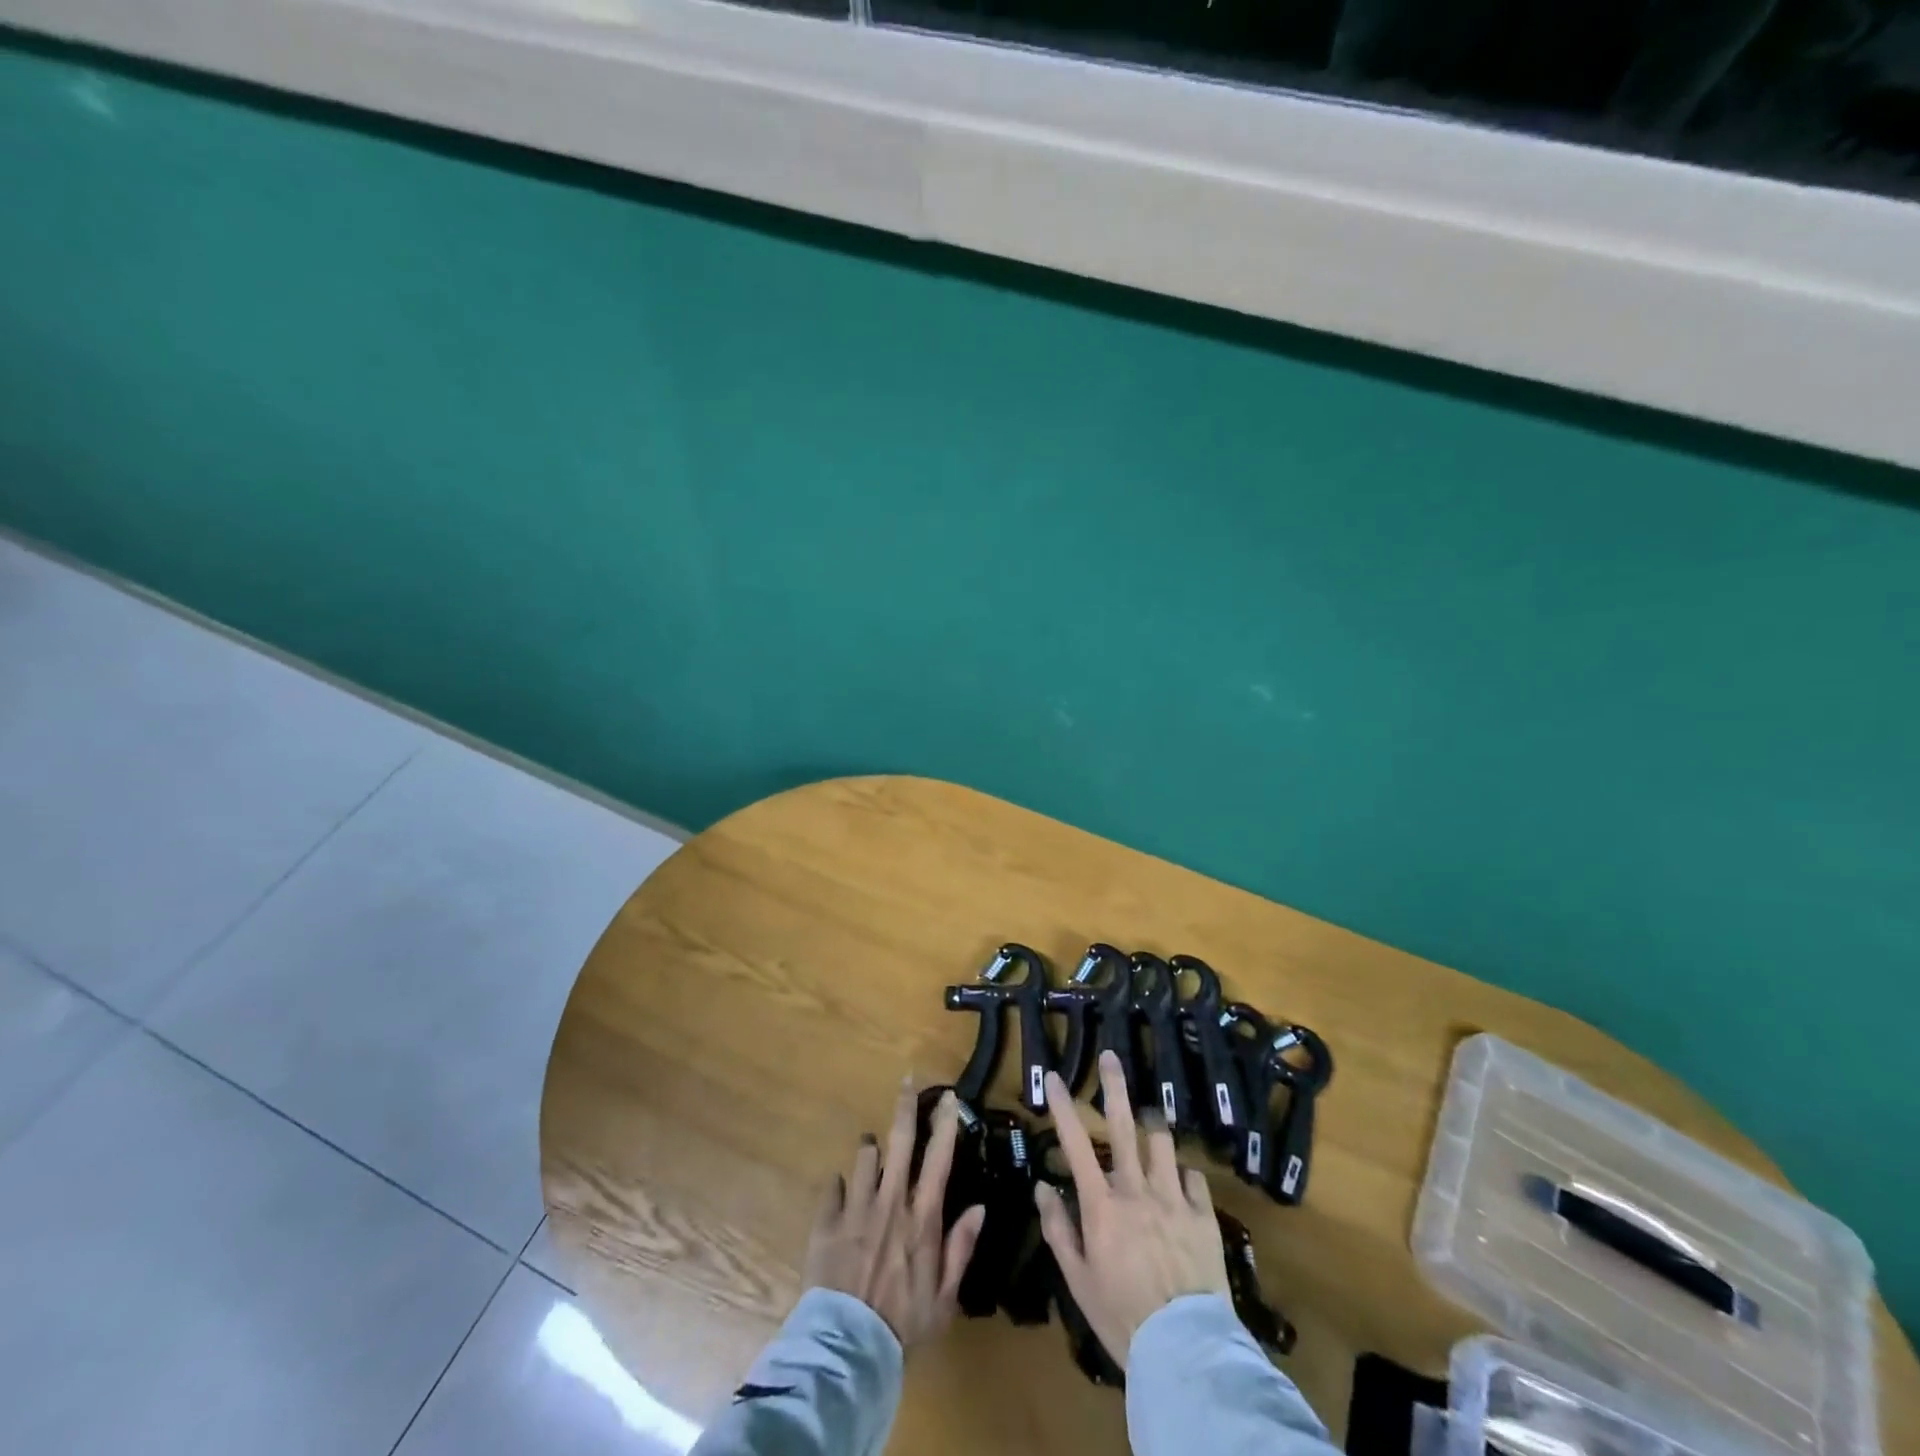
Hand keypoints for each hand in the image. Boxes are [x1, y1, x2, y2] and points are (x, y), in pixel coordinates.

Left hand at [803, 1081, 986, 1348]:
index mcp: (922, 1217)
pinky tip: (841, 1193)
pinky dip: (839, 1186)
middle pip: (899, 1140)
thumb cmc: (903, 1324)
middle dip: (905, 1106)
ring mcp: (855, 1207)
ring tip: (872, 1153)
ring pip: (864, 1155)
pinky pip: (833, 1186)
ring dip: (870, 1150)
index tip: (950, 1097)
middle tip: (907, 1080)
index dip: (946, 1123)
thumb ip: (961, 1248)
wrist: (846, 1351)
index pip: (939, 1158)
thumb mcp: (944, 1296)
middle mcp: (890, 1201)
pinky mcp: (826, 1221)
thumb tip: (980, 1207)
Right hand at [1035, 1050, 1229, 1369]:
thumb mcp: (1078, 1281)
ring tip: (1150, 1121)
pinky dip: (1183, 1176)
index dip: (1063, 1107)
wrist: (1185, 1352)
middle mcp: (1136, 1190)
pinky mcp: (1204, 1216)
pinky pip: (1194, 1178)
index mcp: (1102, 1205)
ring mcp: (1174, 1199)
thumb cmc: (1122, 1318)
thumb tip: (1042, 1188)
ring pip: (1162, 1142)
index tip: (1055, 1077)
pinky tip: (1181, 1184)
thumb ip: (1059, 1230)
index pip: (1076, 1144)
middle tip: (1111, 1056)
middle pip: (1124, 1125)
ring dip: (1153, 1128)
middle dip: (1115, 1086)